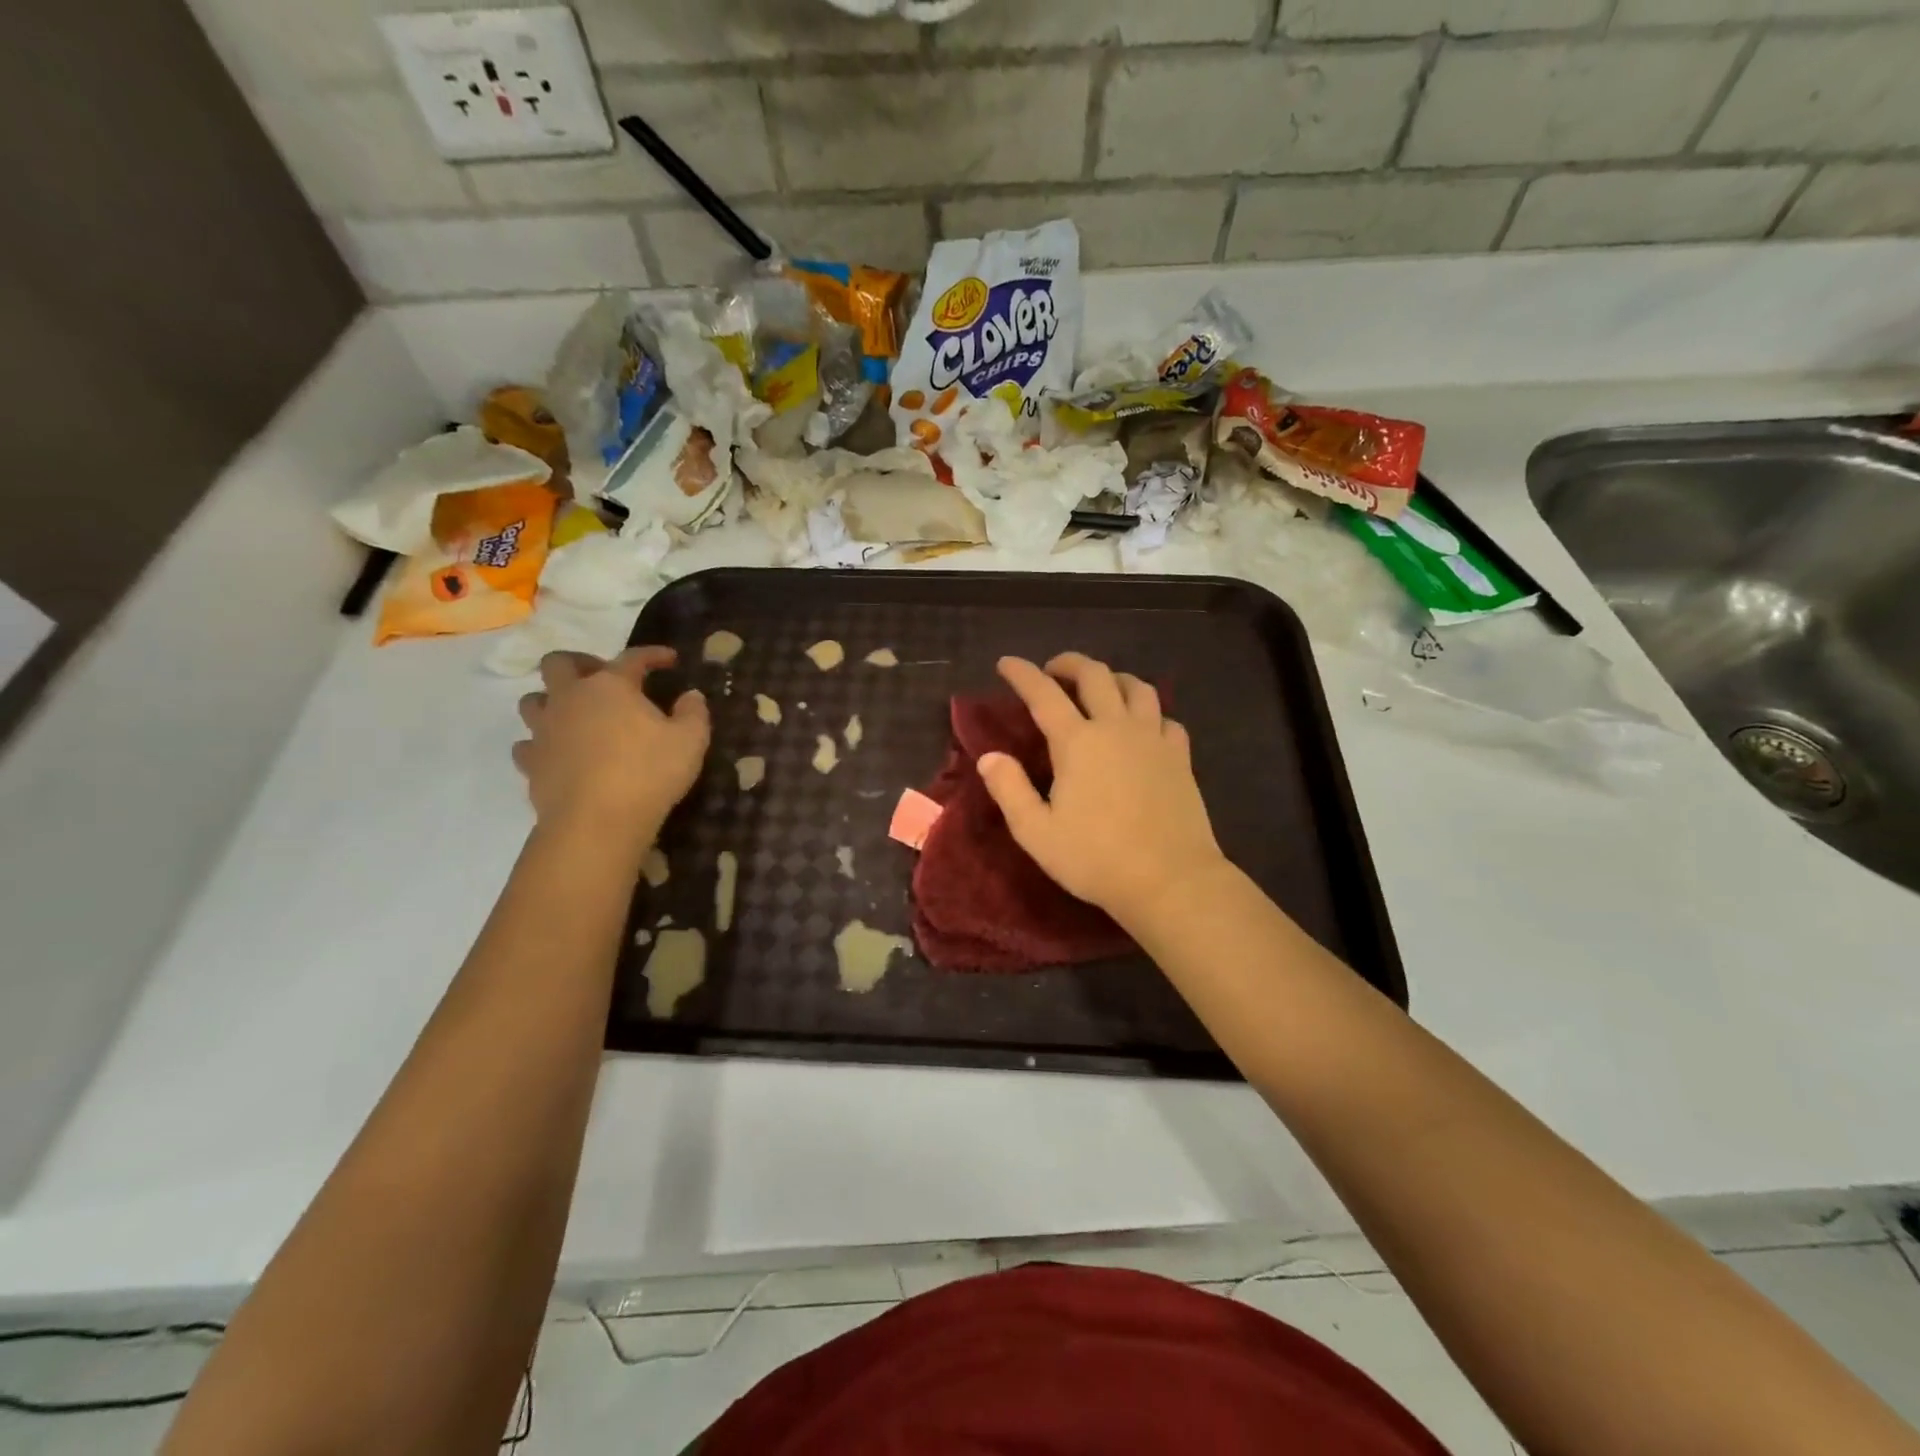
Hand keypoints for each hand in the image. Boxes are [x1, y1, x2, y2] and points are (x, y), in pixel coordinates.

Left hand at [514, 647, 708, 845]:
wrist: (596, 822)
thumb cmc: (648, 773)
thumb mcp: (690, 741)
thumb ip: (693, 713)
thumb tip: (691, 696)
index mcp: (611, 686)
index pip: (632, 657)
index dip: (652, 654)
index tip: (670, 659)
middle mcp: (570, 698)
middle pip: (559, 664)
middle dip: (580, 663)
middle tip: (601, 678)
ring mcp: (545, 730)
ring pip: (533, 701)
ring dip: (552, 701)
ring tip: (575, 715)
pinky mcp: (531, 763)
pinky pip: (527, 744)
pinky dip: (542, 743)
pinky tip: (558, 753)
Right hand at [977, 653, 1227, 928]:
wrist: (1170, 880)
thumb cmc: (1096, 859)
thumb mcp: (1036, 832)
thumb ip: (1009, 789)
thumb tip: (990, 757)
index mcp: (1077, 742)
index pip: (1043, 694)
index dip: (1022, 673)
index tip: (1006, 663)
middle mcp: (1116, 728)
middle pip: (1095, 675)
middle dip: (1070, 663)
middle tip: (1054, 670)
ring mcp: (1153, 739)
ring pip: (1138, 687)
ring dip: (1114, 678)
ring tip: (1101, 687)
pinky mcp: (1180, 757)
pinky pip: (1165, 718)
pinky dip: (1149, 712)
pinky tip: (1143, 726)